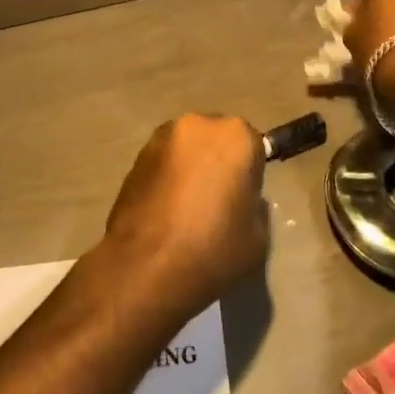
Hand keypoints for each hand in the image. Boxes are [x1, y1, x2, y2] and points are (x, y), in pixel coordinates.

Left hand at [101, 114, 268, 321]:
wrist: (146, 268)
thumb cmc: (212, 249)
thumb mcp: (258, 236)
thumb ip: (255, 206)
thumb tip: (240, 198)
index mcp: (235, 136)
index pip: (253, 146)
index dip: (250, 174)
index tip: (243, 200)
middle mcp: (198, 124)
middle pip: (217, 139)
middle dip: (218, 162)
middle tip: (216, 202)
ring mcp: (162, 138)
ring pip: (187, 149)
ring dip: (191, 168)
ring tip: (186, 208)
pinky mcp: (136, 156)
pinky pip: (163, 162)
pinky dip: (167, 177)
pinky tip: (165, 211)